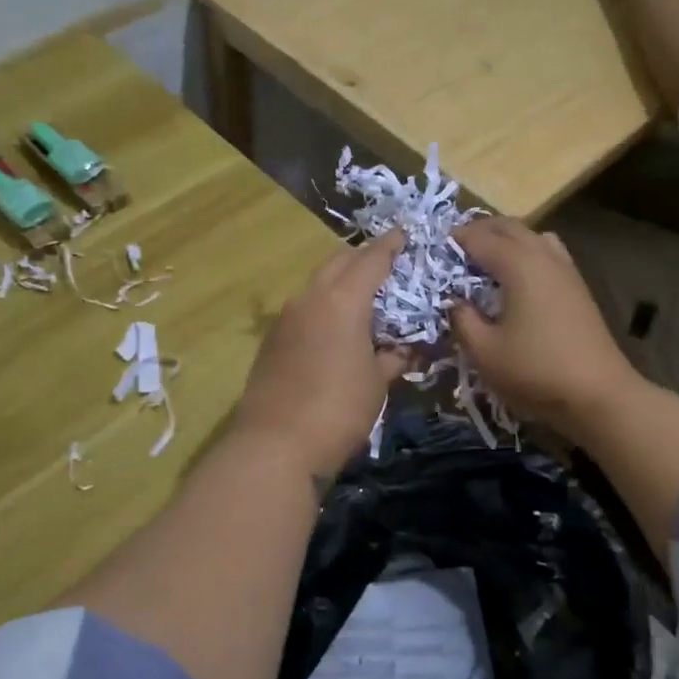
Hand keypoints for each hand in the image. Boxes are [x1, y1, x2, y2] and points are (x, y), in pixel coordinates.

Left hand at [232, 233, 411, 477]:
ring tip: (364, 297)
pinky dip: (324, 304)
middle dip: (363, 257)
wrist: (275, 445)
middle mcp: (310, 298)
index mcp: (343, 300)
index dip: (391, 245)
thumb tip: (405, 349)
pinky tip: (336, 326)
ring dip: (340, 281)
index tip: (405, 233)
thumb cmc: (339, 410)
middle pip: (338, 261)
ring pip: (318, 283)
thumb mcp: (378, 384)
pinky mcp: (272, 339)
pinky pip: (304, 306)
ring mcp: (286, 317)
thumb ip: (393, 358)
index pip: (371, 259)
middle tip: (387, 265)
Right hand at [450, 219, 642, 433]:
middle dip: (479, 231)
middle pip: (508, 226)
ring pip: (531, 235)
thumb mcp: (484, 351)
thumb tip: (455, 301)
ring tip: (486, 261)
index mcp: (518, 264)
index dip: (452, 240)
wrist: (599, 393)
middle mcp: (543, 255)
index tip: (432, 251)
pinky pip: (547, 252)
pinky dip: (526, 253)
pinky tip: (517, 280)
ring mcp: (565, 268)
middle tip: (455, 251)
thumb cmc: (535, 370)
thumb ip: (462, 319)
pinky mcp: (577, 285)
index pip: (478, 237)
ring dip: (506, 239)